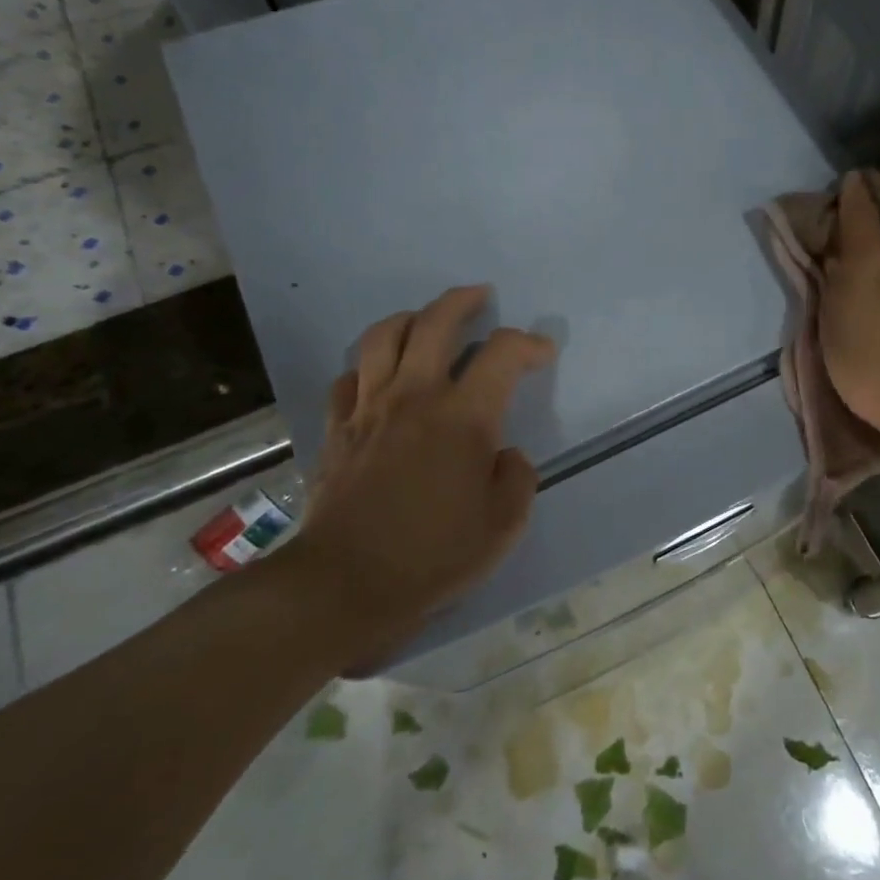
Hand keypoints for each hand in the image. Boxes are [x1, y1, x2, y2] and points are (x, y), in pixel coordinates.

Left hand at [289, 286, 555, 657]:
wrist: (344, 584)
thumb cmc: (433, 555)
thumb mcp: (503, 526)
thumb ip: (517, 478)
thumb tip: (504, 454)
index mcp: (463, 417)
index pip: (502, 353)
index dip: (528, 343)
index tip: (542, 352)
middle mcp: (415, 396)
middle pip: (435, 322)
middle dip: (463, 301)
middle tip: (480, 295)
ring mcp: (369, 408)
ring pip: (384, 336)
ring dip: (411, 318)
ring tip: (426, 321)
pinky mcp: (337, 428)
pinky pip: (349, 377)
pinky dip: (369, 366)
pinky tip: (379, 377)